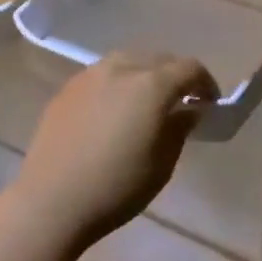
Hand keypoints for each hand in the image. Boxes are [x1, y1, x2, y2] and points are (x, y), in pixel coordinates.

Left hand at [12, 52, 219, 247]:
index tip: (210, 103)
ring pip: (128, 61)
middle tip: (181, 101)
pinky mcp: (68, 88)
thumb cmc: (116, 187)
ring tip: (147, 100)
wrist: (51, 200)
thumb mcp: (162, 164)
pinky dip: (118, 83)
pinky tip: (114, 108)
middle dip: (175, 76)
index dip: (205, 83)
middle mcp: (121, 68)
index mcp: (151, 85)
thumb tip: (188, 110)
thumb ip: (180, 129)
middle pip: (158, 59)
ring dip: (145, 74)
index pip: (189, 68)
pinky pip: (102, 74)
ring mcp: (90, 75)